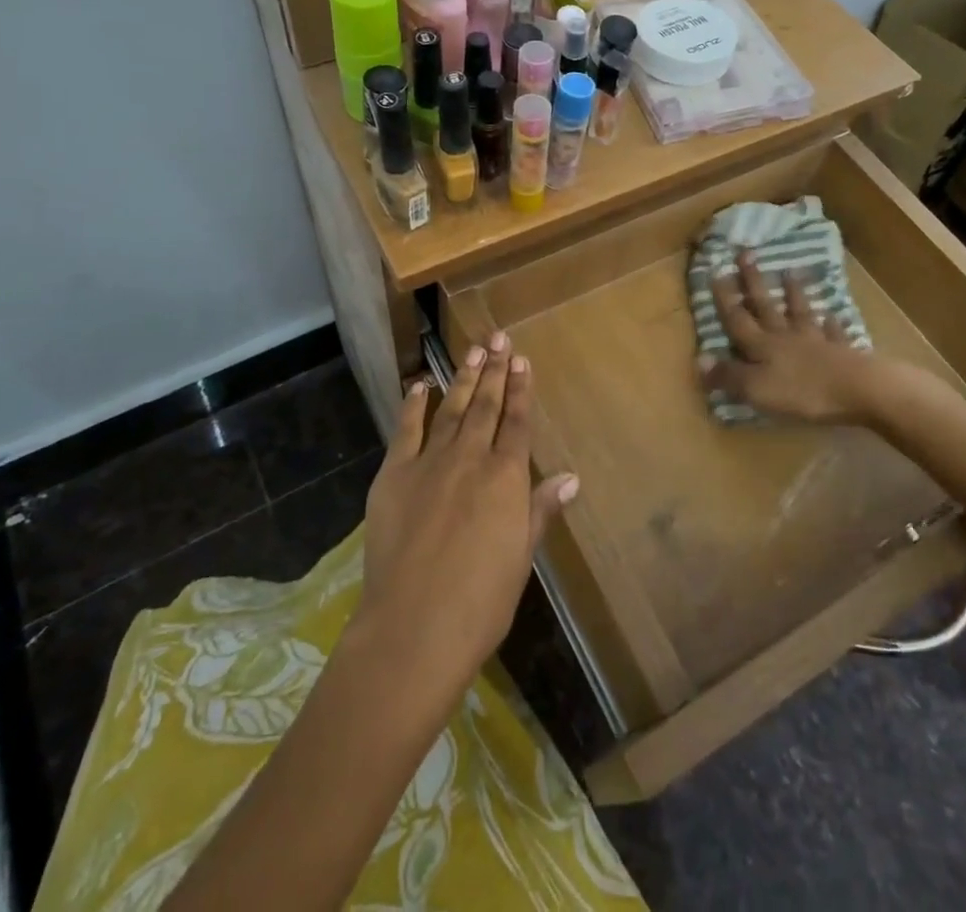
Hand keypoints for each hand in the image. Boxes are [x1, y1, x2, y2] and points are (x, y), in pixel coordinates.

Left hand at [356, 333, 576, 711]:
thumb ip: (540, 510)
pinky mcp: (393, 474)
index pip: (517, 423)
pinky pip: (406, 430)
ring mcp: (429, 462)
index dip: (521, 390)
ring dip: (464, 378)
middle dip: (495, 370)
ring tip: (473, 351)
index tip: (522, 361)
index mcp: (506, 478)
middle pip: (487, 406)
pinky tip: (421, 386)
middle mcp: (470, 458)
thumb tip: (571, 478)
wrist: (414, 626)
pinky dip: (414, 405)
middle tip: (499, 338)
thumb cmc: (480, 601)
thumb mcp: (520, 557)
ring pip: (452, 409)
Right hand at [699, 249, 882, 423]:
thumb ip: (728, 375)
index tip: (716, 270)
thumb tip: (699, 358)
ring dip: (794, 293)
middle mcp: (785, 336)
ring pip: (800, 312)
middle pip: (766, 306)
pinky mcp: (842, 352)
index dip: (725, 298)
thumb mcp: (756, 389)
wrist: (859, 389)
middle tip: (746, 253)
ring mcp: (816, 341)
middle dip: (753, 281)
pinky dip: (832, 324)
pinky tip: (833, 315)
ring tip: (790, 272)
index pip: (737, 318)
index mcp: (762, 346)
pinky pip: (834, 333)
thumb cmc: (802, 391)